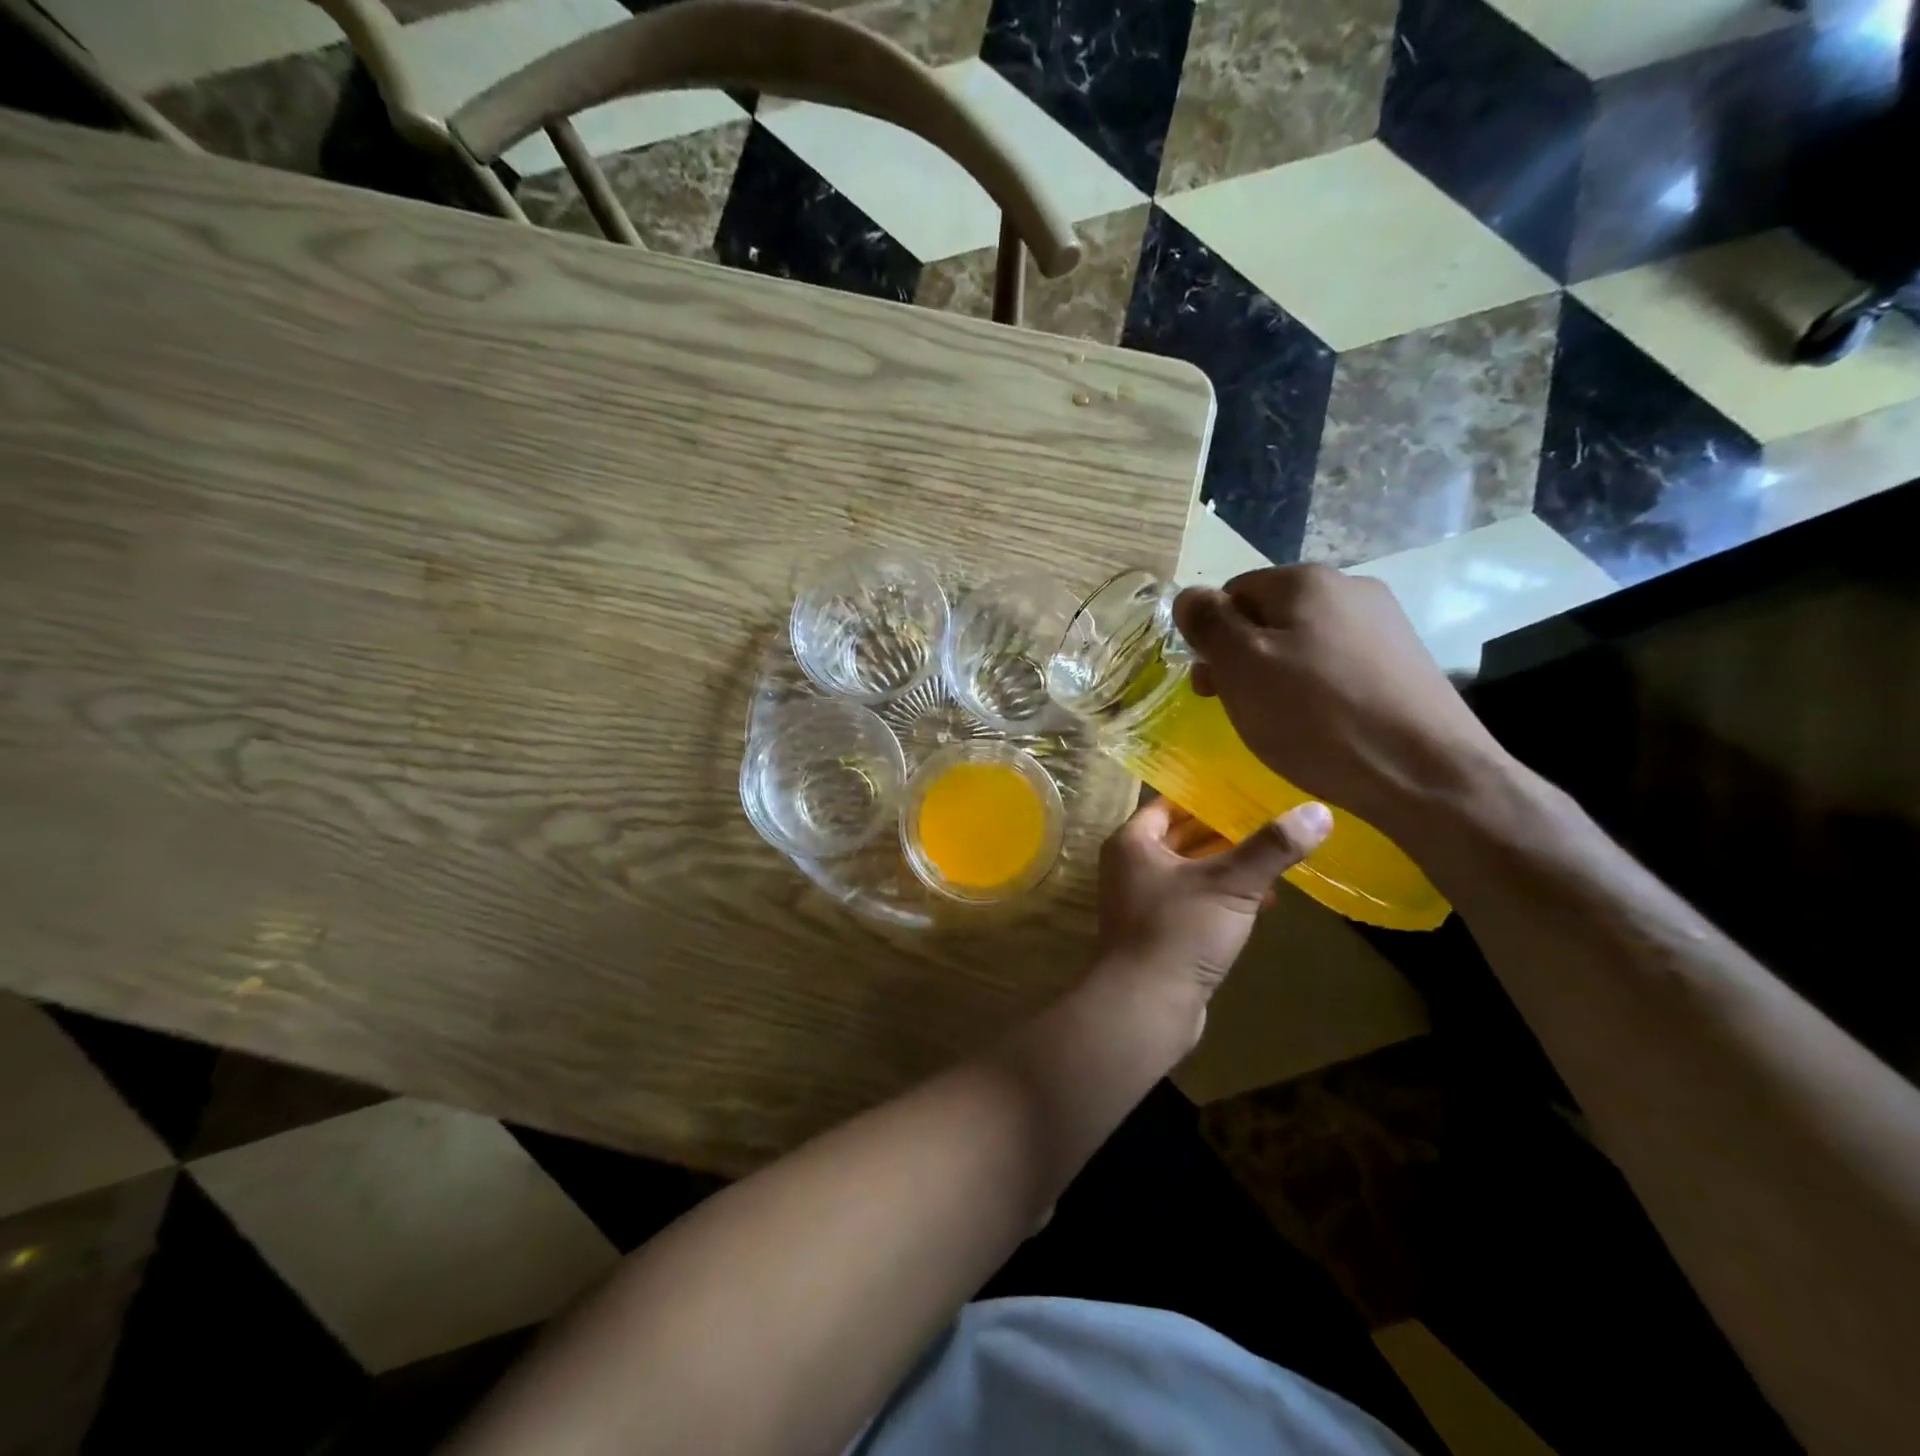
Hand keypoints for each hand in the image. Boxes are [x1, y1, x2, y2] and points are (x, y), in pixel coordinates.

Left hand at [1095, 796, 1332, 1007]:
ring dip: (1228, 865)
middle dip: (1225, 831)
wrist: (1145, 1006)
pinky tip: (1264, 901)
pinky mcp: (1160, 932)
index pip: (1170, 804)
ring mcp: (1143, 901)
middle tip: (1272, 818)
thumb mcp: (1230, 884)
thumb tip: (1318, 811)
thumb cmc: (1179, 931)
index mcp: (1133, 842)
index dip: (1208, 796)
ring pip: (1191, 871)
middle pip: (1182, 836)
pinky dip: (1224, 896)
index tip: (1249, 789)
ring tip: (1276, 856)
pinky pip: (1195, 901)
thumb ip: (1271, 847)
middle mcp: (1131, 866)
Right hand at [1172, 565, 1508, 835]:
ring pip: (1303, 642)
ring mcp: (1384, 623)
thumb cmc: (1317, 717)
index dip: (1212, 638)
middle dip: (1243, 658)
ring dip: (1278, 675)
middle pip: (1269, 616)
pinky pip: (1338, 664)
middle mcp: (1349, 587)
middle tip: (1237, 707)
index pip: (1232, 593)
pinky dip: (1317, 689)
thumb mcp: (1242, 668)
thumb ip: (1209, 624)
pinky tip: (1322, 724)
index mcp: (1305, 580)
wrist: (1426, 773)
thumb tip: (1190, 596)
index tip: (1212, 686)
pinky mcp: (1404, 661)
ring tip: (1280, 721)